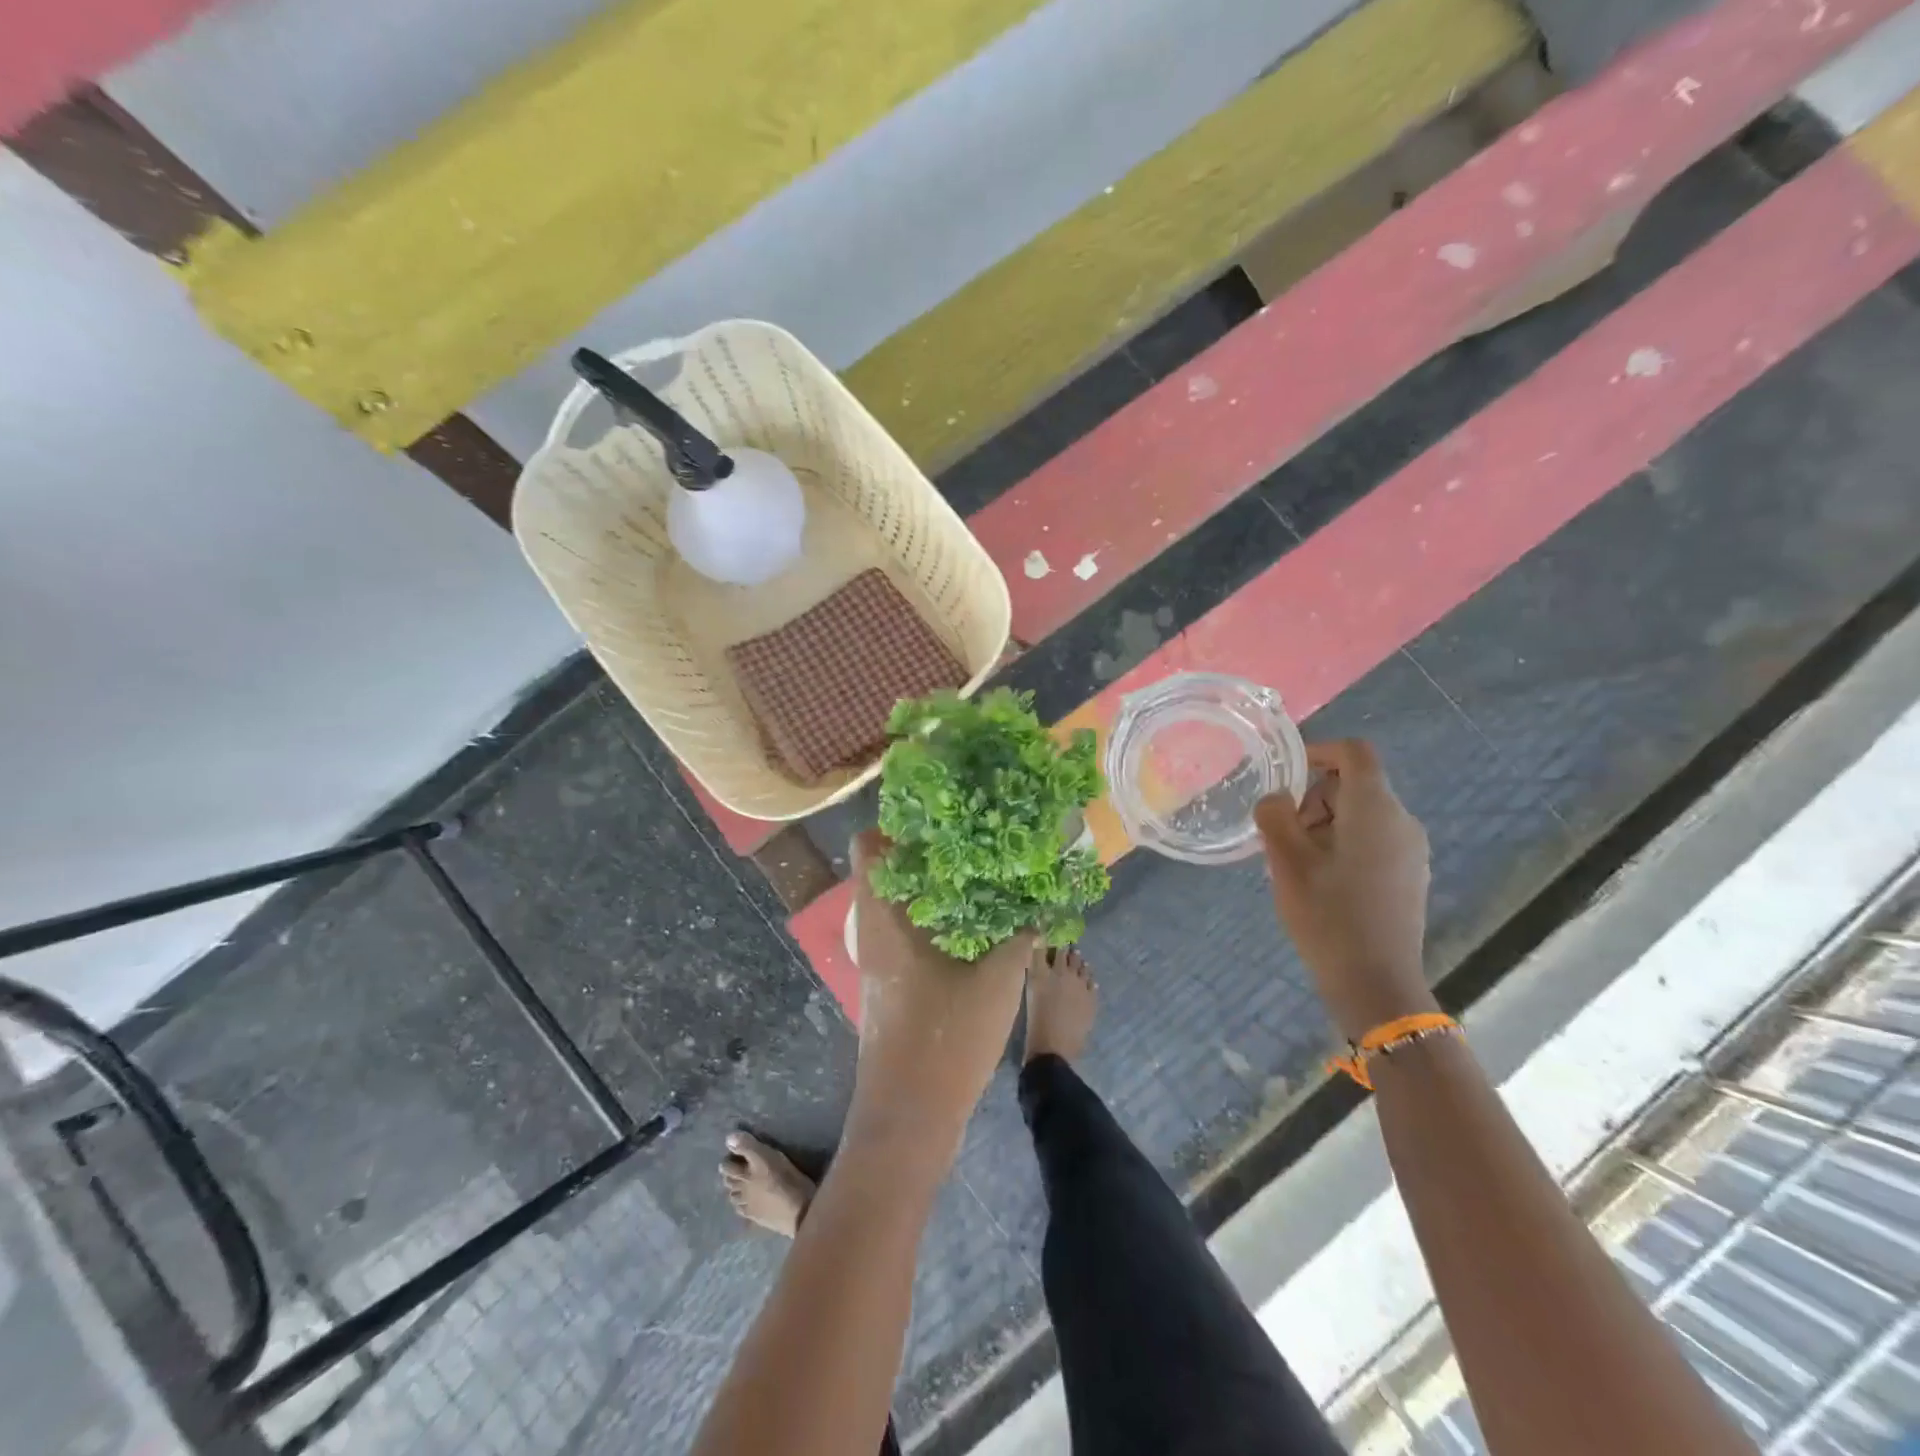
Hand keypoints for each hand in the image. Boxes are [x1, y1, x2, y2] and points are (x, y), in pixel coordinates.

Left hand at [843, 830, 1030, 1165]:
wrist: (911, 1118)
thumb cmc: (945, 1036)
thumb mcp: (998, 976)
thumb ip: (1022, 930)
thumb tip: (1045, 894)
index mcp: (884, 914)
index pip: (870, 844)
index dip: (900, 821)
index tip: (945, 810)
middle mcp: (875, 929)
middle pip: (891, 869)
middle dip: (931, 850)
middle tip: (978, 835)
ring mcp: (882, 959)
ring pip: (904, 903)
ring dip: (939, 886)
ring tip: (987, 872)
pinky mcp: (895, 982)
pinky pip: (912, 931)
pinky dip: (941, 918)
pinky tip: (982, 923)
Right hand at [1255, 739, 1435, 1041]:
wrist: (1376, 983)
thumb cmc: (1327, 915)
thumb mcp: (1286, 861)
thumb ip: (1274, 816)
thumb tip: (1275, 798)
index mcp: (1375, 809)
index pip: (1354, 752)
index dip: (1319, 751)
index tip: (1286, 775)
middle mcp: (1402, 821)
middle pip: (1355, 785)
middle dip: (1313, 798)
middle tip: (1282, 833)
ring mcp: (1411, 851)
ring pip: (1362, 815)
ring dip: (1324, 824)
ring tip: (1295, 861)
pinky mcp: (1409, 876)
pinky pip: (1373, 841)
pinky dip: (1342, 845)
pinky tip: (1320, 881)